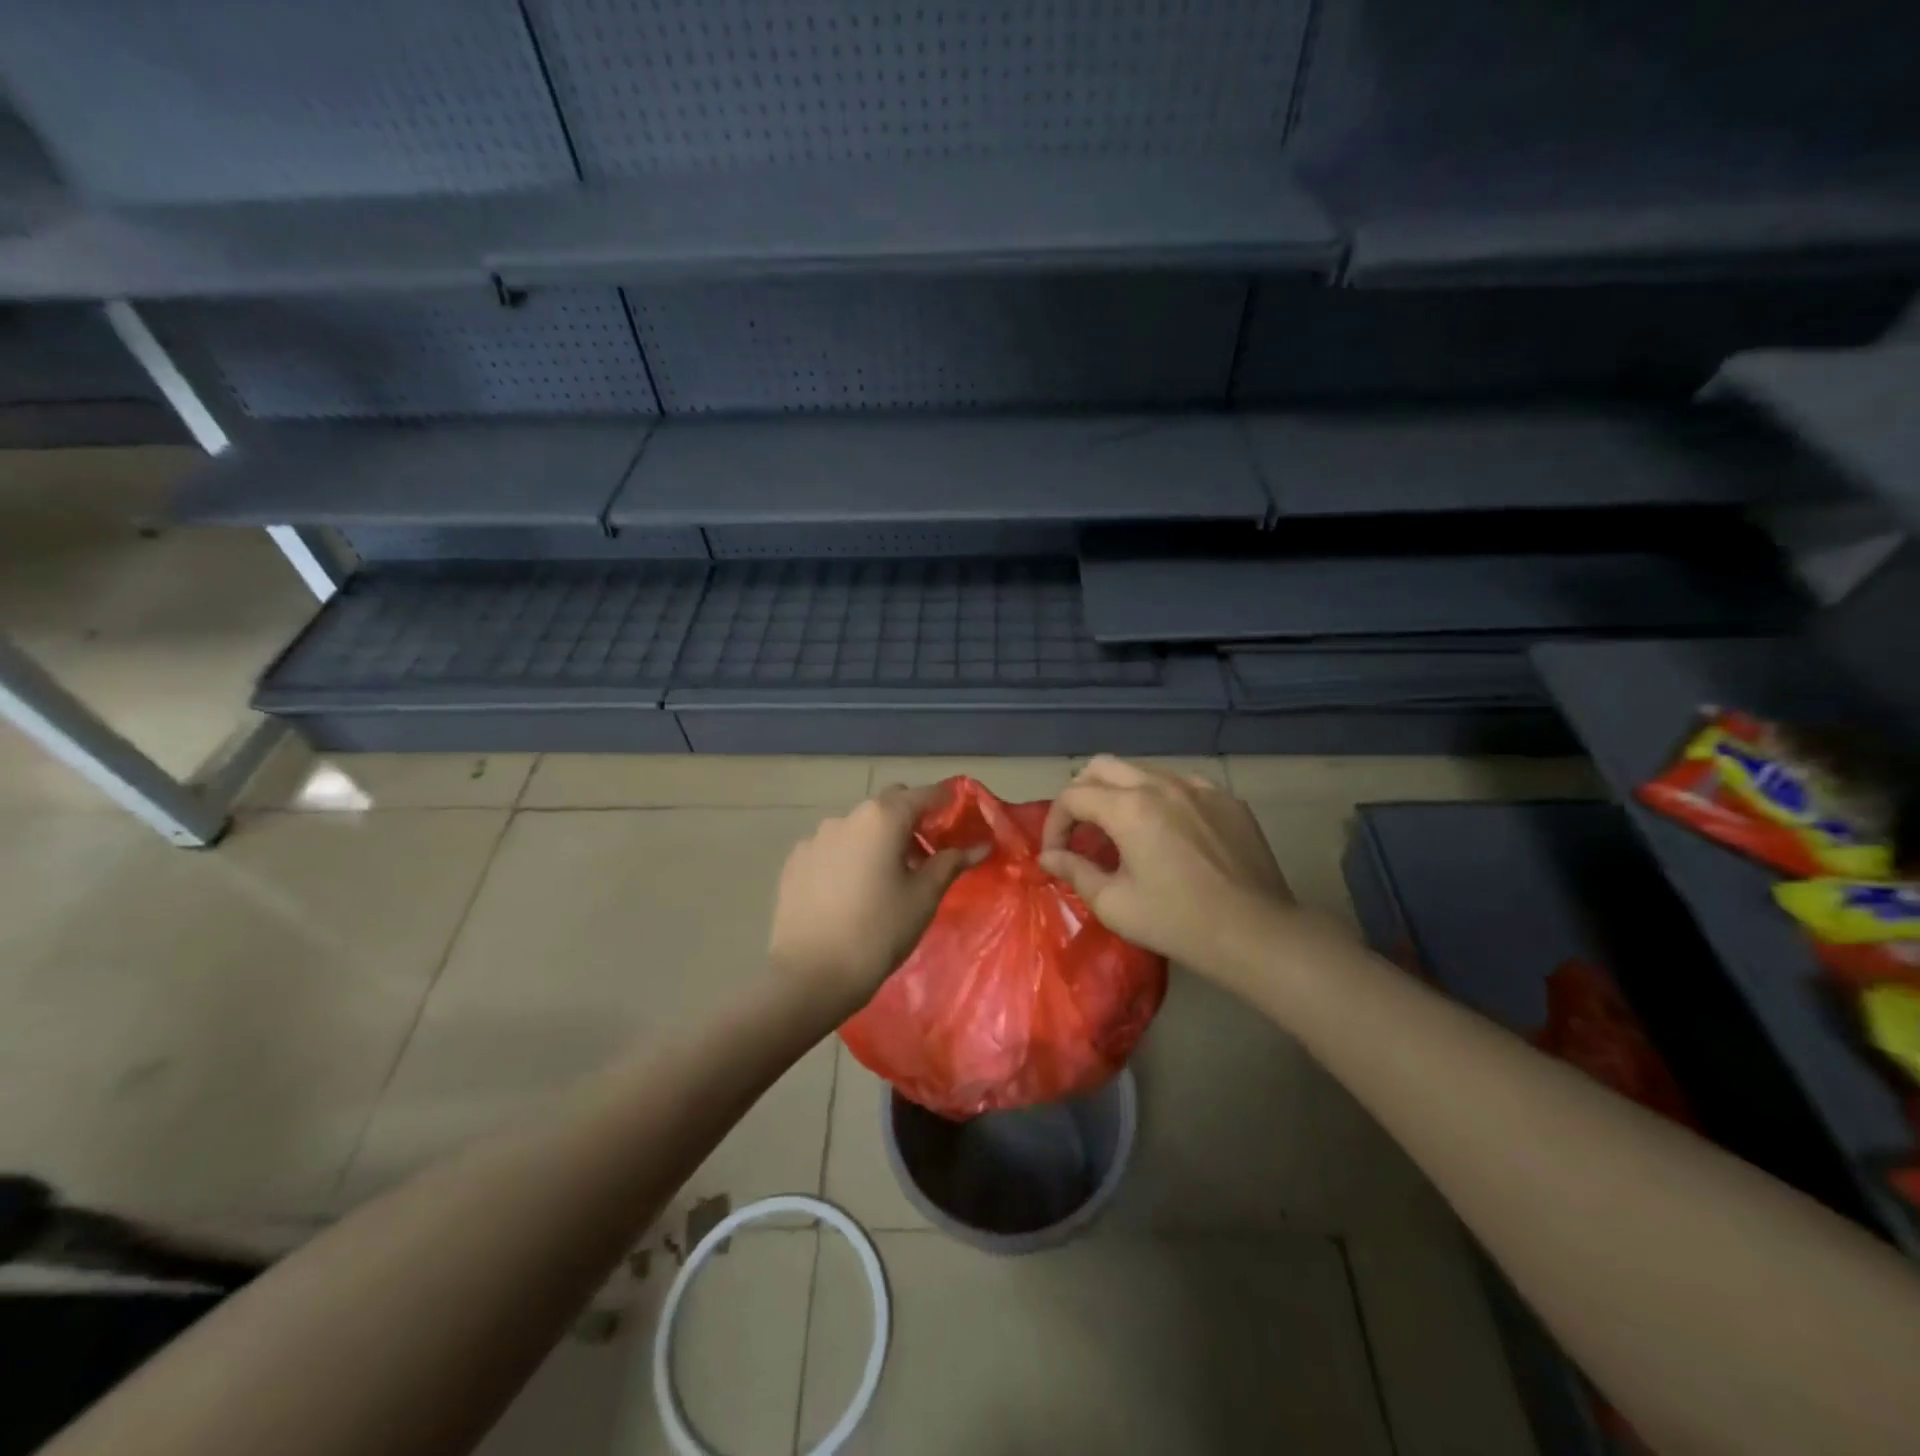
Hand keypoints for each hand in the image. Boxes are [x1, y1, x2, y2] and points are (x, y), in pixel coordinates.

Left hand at [769, 783, 985, 1011]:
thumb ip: (951, 863)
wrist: (811, 974)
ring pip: (858, 826)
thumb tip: (980, 845)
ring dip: (877, 839)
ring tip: (886, 877)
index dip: (946, 802)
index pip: (924, 794)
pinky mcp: (795, 861)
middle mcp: (847, 817)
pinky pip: (831, 847)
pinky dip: (848, 856)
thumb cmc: (879, 931)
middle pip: (888, 804)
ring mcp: (816, 837)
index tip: (960, 817)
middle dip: (910, 819)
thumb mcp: (924, 897)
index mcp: (883, 818)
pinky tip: (851, 891)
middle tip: (925, 854)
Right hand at [1040, 756, 1332, 984]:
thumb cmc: (1178, 922)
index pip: (1073, 796)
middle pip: (1103, 766)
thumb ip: (1075, 872)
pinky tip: (1170, 834)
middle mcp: (1162, 785)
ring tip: (1122, 833)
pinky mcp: (1227, 799)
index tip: (1057, 854)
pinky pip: (1182, 785)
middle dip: (1081, 794)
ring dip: (1120, 794)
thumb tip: (1050, 857)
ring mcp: (1199, 788)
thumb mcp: (1115, 904)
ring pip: (1143, 771)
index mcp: (1129, 808)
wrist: (1257, 933)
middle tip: (1082, 831)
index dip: (1055, 823)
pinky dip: (1161, 800)